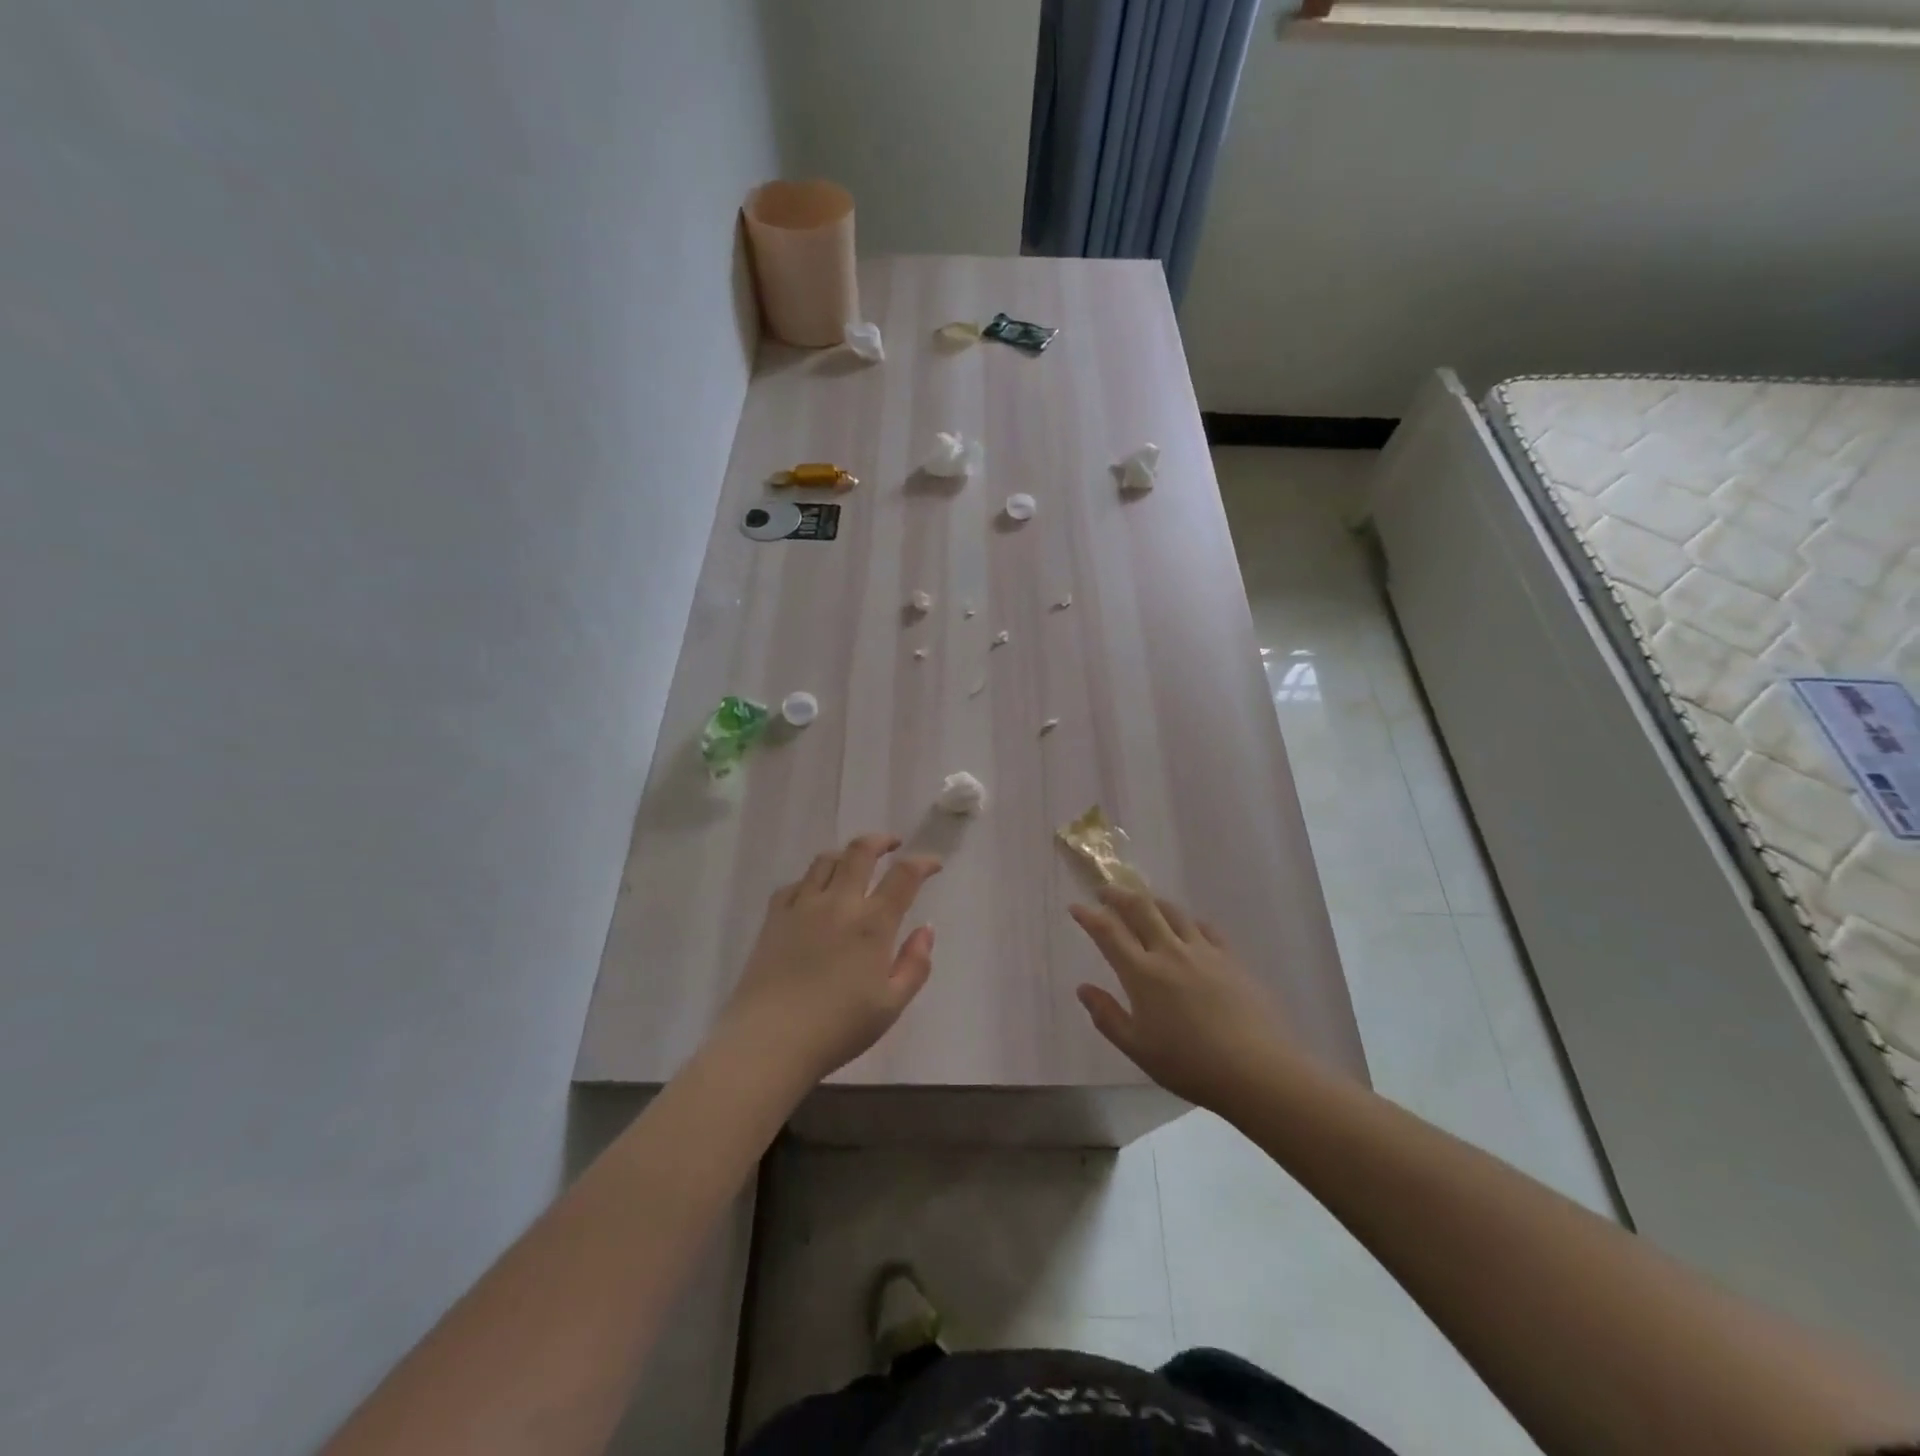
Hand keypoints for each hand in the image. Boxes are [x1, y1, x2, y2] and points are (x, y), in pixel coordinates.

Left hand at [720, 834, 941, 1084]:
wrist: (769, 1041)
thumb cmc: (838, 1028)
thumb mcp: (891, 1005)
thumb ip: (915, 965)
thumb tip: (926, 930)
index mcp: (872, 923)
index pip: (904, 875)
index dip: (923, 862)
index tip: (934, 864)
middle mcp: (839, 903)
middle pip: (860, 851)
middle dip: (881, 840)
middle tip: (892, 844)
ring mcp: (802, 907)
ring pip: (825, 860)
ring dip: (845, 854)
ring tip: (854, 863)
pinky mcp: (774, 919)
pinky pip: (794, 884)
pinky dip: (810, 881)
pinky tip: (813, 894)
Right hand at [1071, 886, 1292, 1111]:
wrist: (1257, 1071)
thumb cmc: (1190, 1065)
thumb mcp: (1138, 1049)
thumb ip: (1107, 1016)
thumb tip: (1083, 989)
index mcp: (1142, 973)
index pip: (1109, 932)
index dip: (1089, 916)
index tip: (1076, 907)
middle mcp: (1170, 952)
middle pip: (1140, 908)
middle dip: (1118, 895)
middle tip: (1106, 891)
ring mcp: (1203, 951)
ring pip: (1172, 911)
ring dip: (1152, 901)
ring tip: (1143, 902)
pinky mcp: (1230, 958)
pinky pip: (1204, 927)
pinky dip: (1188, 920)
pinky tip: (1188, 926)